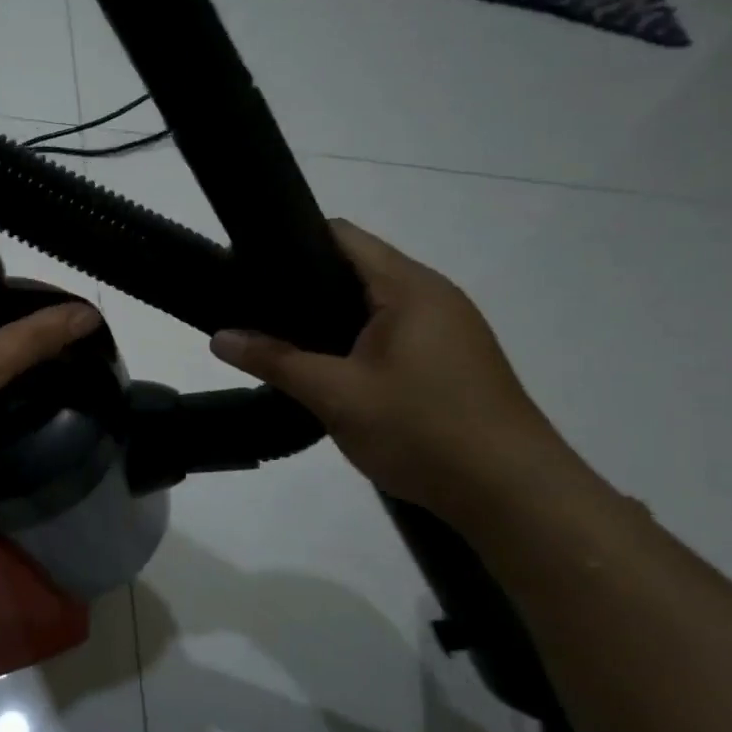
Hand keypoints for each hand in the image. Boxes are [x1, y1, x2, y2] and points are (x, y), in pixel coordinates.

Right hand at [211, 220, 571, 518]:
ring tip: (281, 340)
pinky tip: (328, 369)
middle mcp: (432, 295)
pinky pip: (391, 332)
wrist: (513, 495)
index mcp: (408, 287)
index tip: (246, 266)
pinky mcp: (450, 359)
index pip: (341, 236)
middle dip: (302, 285)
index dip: (290, 242)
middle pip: (355, 268)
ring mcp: (447, 328)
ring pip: (372, 304)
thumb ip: (275, 361)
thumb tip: (218, 337)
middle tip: (253, 310)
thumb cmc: (423, 430)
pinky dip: (354, 340)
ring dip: (328, 317)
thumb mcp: (336, 395)